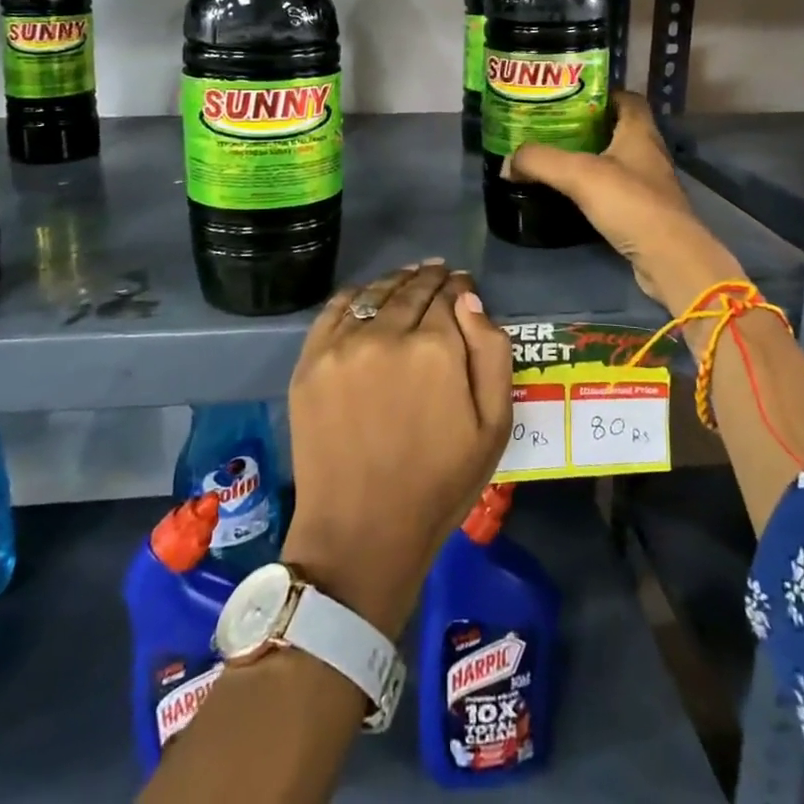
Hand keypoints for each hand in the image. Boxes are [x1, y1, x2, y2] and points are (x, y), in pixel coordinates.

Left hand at [282, 262, 512, 636]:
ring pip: (375, 293)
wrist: (362, 531)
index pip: (450, 296)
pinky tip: (367, 295)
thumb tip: (469, 299)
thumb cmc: (439, 483)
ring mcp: (342, 345)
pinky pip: (335, 309)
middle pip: (412, 289)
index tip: (462, 284)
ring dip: (395, 281)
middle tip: (438, 272)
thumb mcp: (493, 426)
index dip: (459, 287)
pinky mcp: (310, 360)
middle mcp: (387, 334)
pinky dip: (356, 295)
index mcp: (436, 348)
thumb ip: (491, 353)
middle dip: (430, 278)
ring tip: (408, 277)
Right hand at [505, 92, 743, 335]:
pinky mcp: (644, 212)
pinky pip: (615, 190)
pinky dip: (594, 189)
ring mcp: (649, 184)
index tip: (568, 98)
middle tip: (550, 129)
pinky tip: (571, 195)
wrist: (668, 258)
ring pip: (615, 161)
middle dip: (586, 127)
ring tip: (554, 160)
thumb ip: (540, 161)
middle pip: (617, 129)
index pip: (626, 98)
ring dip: (589, 159)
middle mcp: (648, 152)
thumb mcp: (578, 174)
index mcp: (640, 132)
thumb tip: (508, 162)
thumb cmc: (630, 202)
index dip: (600, 94)